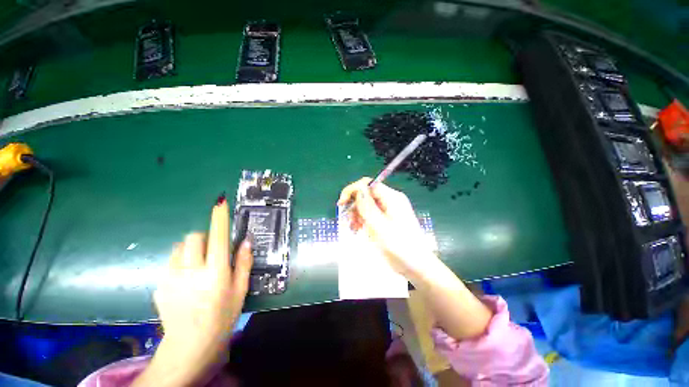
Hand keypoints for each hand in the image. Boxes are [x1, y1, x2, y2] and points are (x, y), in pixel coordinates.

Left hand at [133, 199, 252, 386]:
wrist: (189, 345)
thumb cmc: (222, 316)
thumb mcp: (240, 290)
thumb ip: (243, 263)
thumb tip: (245, 240)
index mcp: (216, 272)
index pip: (218, 237)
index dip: (219, 218)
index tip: (220, 202)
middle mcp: (192, 271)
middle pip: (193, 237)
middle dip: (204, 237)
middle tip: (211, 251)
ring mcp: (172, 278)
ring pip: (179, 248)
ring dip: (190, 249)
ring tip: (196, 265)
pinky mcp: (160, 284)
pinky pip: (170, 262)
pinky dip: (180, 262)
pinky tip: (185, 280)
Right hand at [339, 178, 492, 339]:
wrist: (416, 265)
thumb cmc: (399, 247)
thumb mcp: (380, 227)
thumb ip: (368, 207)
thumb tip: (358, 189)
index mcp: (392, 198)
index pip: (368, 184)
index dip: (353, 190)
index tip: (342, 203)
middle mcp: (390, 200)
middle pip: (366, 194)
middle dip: (354, 205)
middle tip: (348, 220)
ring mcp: (388, 210)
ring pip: (366, 204)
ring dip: (356, 214)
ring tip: (353, 228)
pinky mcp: (386, 219)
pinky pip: (370, 213)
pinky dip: (362, 220)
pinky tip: (358, 229)